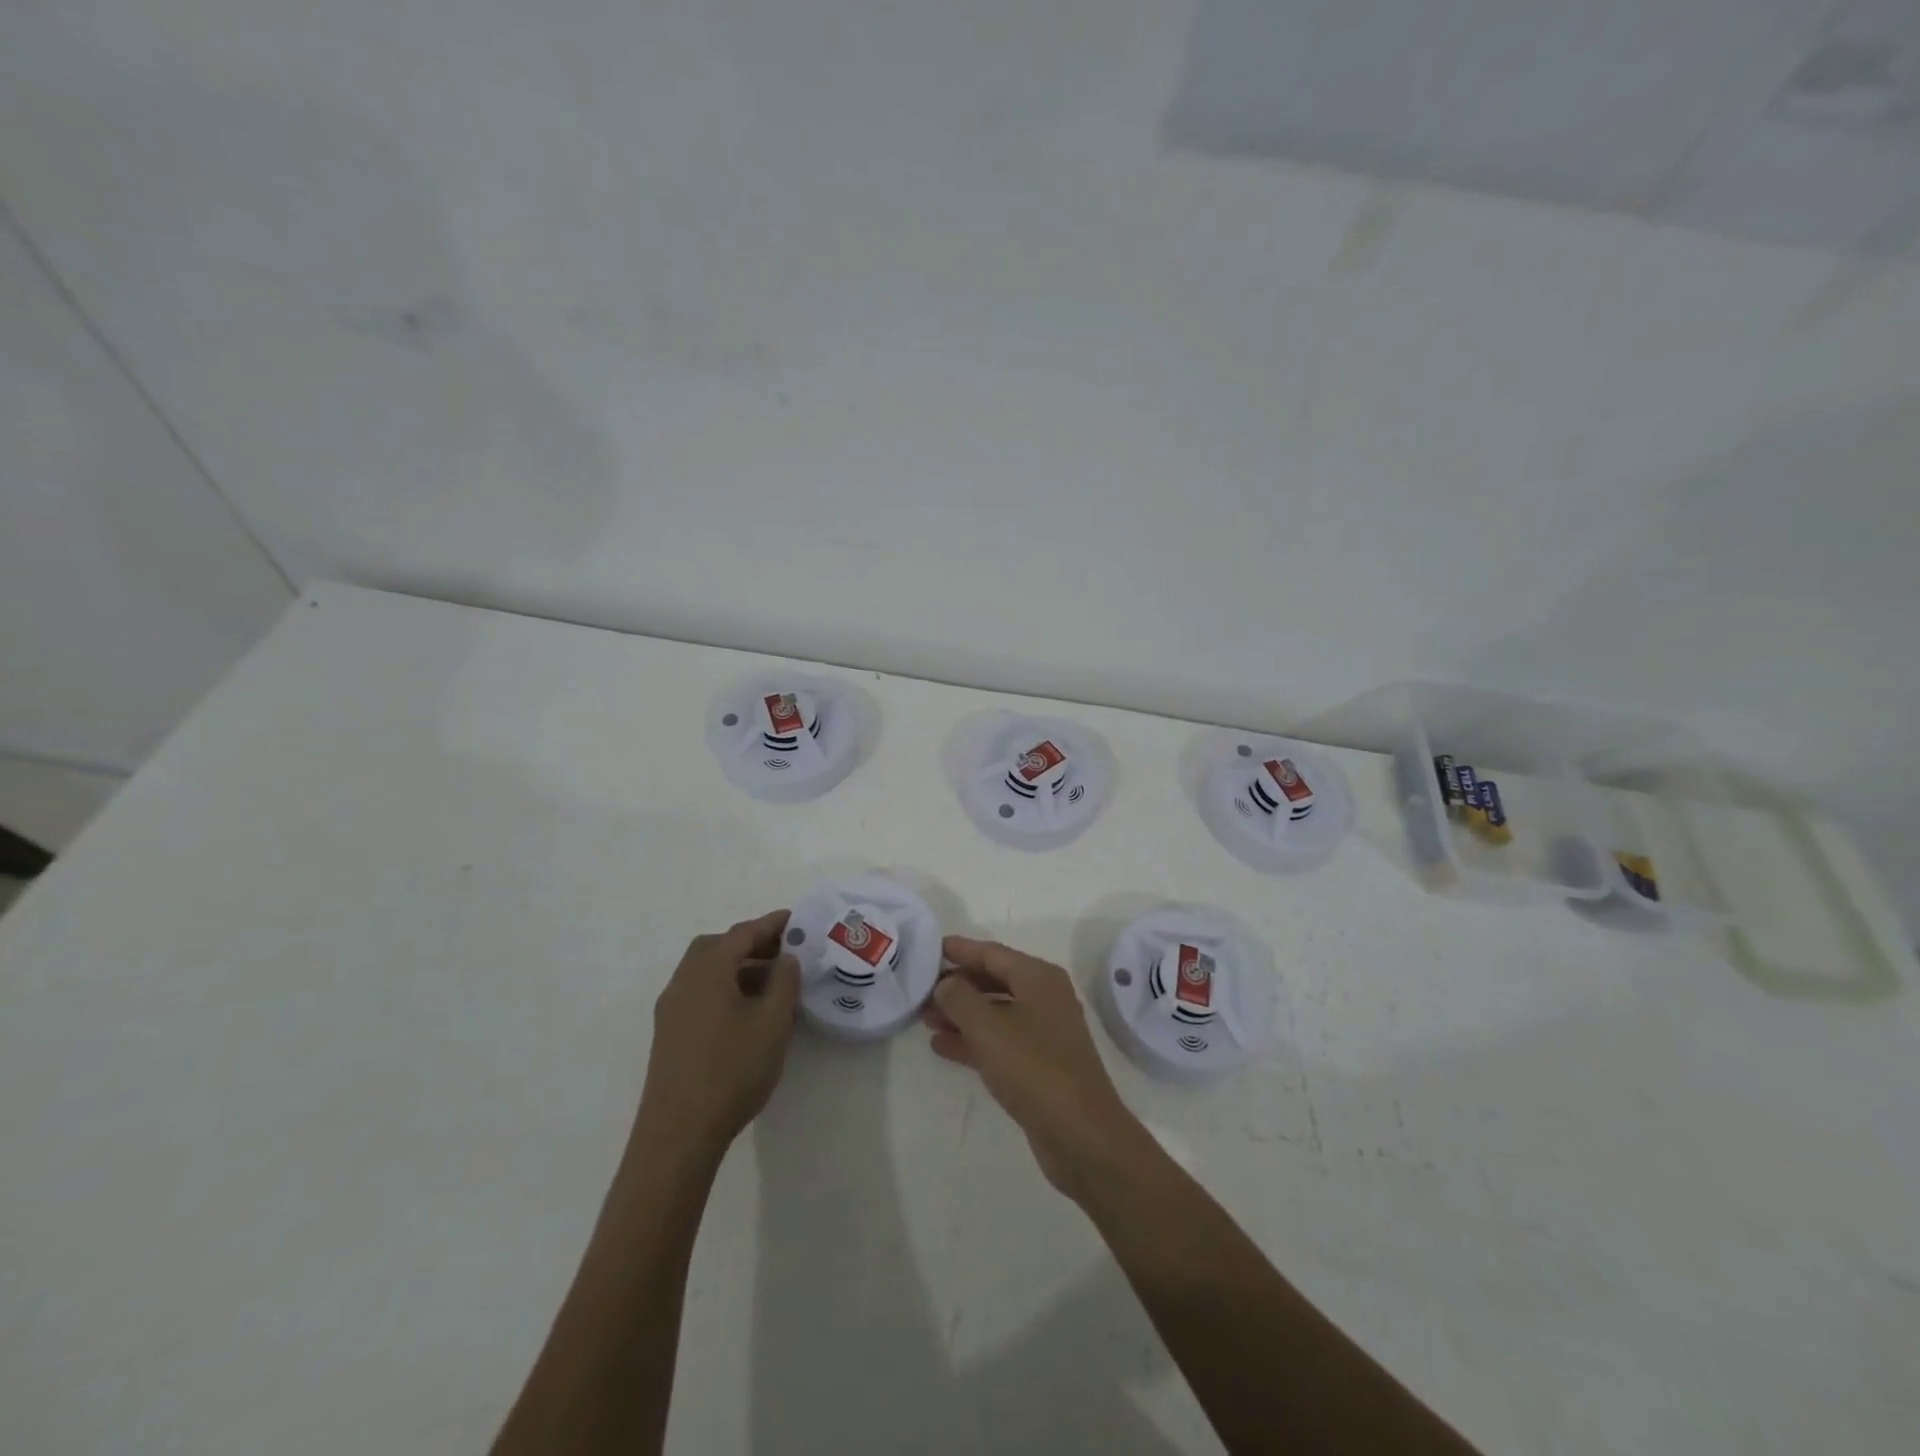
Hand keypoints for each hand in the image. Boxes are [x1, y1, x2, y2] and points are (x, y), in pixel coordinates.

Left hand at [636, 910, 800, 1160]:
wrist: (678, 1135)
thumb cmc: (732, 1070)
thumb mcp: (773, 1022)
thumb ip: (784, 981)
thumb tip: (785, 958)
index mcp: (708, 970)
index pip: (742, 933)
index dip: (772, 924)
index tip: (796, 920)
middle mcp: (684, 981)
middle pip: (717, 946)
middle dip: (750, 943)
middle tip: (783, 952)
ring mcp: (671, 1009)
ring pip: (706, 971)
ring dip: (737, 967)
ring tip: (771, 984)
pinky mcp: (669, 1034)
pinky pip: (699, 993)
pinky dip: (724, 987)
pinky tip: (746, 1012)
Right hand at [922, 935, 1148, 1200]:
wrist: (1080, 1134)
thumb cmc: (1033, 1067)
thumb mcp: (988, 1027)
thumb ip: (959, 999)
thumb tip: (946, 984)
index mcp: (1038, 978)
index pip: (992, 953)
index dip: (960, 950)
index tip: (930, 948)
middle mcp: (1044, 998)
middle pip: (993, 980)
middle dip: (957, 985)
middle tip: (921, 989)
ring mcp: (1044, 1032)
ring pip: (994, 1012)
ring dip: (961, 1014)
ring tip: (924, 1019)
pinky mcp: (1039, 1064)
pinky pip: (999, 1040)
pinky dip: (972, 1040)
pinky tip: (942, 1047)